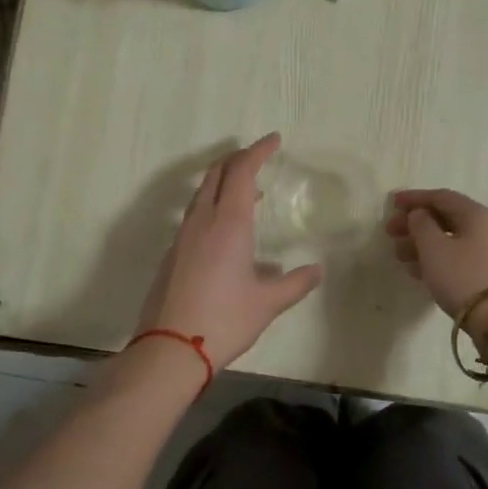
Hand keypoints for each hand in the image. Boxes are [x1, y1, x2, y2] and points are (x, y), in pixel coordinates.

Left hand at [136, 134, 323, 368]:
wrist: (170, 348)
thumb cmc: (224, 320)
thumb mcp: (268, 303)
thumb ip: (295, 283)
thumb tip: (317, 270)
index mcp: (228, 223)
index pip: (242, 171)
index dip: (258, 151)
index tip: (274, 140)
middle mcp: (202, 221)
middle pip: (216, 173)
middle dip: (237, 158)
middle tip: (258, 156)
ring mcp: (182, 236)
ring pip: (201, 193)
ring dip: (223, 181)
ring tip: (247, 191)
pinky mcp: (173, 254)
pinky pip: (194, 214)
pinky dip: (212, 204)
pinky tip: (226, 229)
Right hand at [385, 188, 487, 321]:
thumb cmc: (463, 277)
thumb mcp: (434, 248)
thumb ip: (421, 224)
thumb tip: (420, 214)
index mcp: (479, 214)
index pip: (442, 197)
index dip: (414, 198)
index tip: (391, 203)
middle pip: (447, 218)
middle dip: (416, 225)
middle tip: (391, 234)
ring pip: (453, 240)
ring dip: (424, 245)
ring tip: (400, 256)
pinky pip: (462, 258)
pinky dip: (439, 259)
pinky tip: (419, 271)